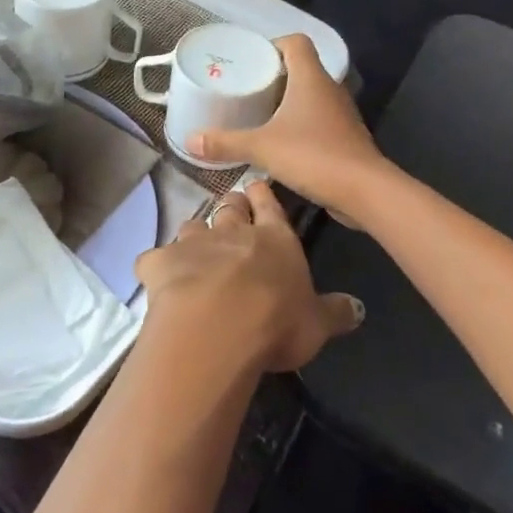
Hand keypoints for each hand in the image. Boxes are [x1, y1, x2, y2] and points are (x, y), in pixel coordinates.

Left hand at [135, 180, 362, 372]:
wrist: (217, 326)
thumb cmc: (276, 320)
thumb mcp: (317, 322)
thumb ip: (334, 311)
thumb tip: (357, 308)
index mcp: (275, 239)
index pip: (270, 206)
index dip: (263, 196)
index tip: (257, 185)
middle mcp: (232, 232)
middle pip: (230, 208)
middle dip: (231, 206)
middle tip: (232, 209)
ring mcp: (193, 243)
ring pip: (192, 226)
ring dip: (195, 234)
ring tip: (196, 246)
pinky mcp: (159, 262)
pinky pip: (154, 258)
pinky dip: (157, 265)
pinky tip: (158, 276)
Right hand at [185, 33, 386, 218]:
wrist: (364, 191)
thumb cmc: (312, 155)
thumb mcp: (261, 147)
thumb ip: (225, 142)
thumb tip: (190, 140)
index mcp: (310, 78)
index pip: (296, 42)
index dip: (274, 45)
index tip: (252, 61)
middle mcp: (328, 89)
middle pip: (302, 68)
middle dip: (274, 76)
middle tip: (247, 89)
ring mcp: (340, 114)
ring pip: (311, 96)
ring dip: (288, 102)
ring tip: (259, 115)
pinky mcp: (345, 138)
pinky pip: (319, 120)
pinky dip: (300, 125)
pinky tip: (281, 143)